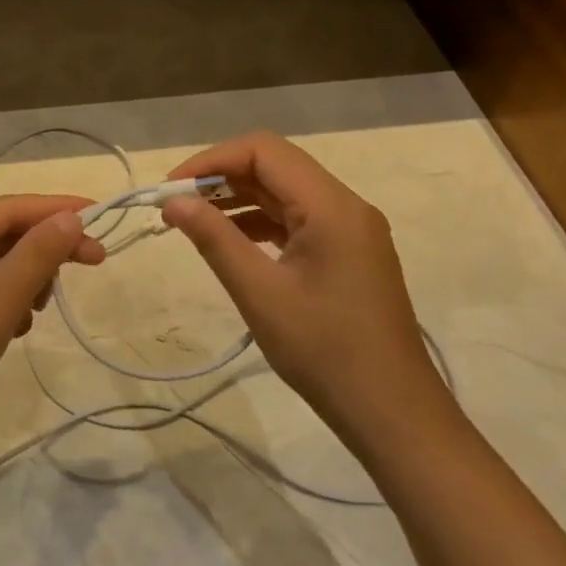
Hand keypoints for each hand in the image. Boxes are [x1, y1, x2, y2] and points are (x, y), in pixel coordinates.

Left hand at [0, 195, 105, 476]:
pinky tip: (14, 330)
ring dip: (24, 280)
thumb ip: (38, 254)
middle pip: (1, 234)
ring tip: (36, 310)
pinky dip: (5, 305)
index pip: (7, 207)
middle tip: (95, 262)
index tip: (101, 214)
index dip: (56, 208)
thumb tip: (70, 217)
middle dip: (44, 249)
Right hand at [161, 132, 455, 458]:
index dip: (212, 160)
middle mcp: (345, 206)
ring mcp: (351, 230)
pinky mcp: (349, 253)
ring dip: (238, 199)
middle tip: (176, 205)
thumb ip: (214, 239)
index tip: (172, 188)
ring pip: (285, 192)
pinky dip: (259, 222)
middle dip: (221, 178)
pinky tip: (231, 243)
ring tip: (194, 222)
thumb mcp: (259, 292)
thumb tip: (173, 202)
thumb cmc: (324, 351)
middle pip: (275, 166)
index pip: (264, 151)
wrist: (393, 414)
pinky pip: (297, 219)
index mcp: (331, 206)